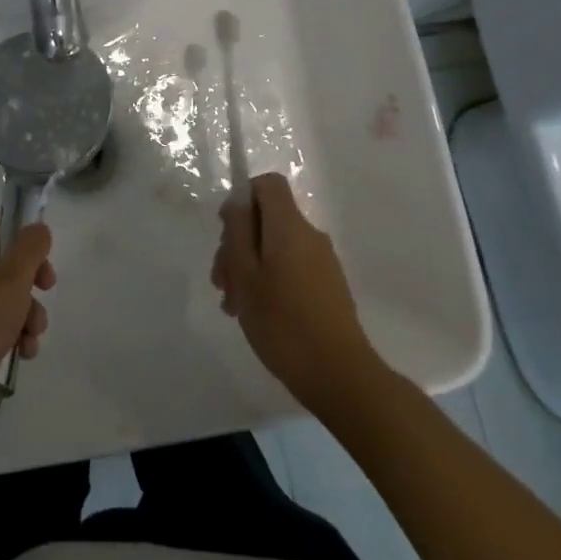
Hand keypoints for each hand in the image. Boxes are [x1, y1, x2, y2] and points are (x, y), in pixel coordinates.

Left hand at [0, 214, 55, 430]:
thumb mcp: (13, 276)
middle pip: (3, 261)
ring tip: (32, 334)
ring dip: (26, 313)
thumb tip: (37, 229)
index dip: (22, 236)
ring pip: (2, 295)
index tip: (42, 256)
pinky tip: (23, 351)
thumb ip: (31, 246)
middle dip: (30, 282)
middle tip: (46, 289)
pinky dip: (11, 333)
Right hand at [213, 173, 376, 409]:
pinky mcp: (327, 286)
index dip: (243, 198)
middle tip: (221, 282)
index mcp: (289, 226)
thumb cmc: (283, 322)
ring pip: (274, 247)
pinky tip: (254, 312)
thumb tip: (238, 201)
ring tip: (233, 305)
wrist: (339, 375)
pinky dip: (268, 280)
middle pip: (267, 218)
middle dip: (238, 242)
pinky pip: (290, 267)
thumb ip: (238, 231)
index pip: (268, 184)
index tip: (226, 232)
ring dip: (249, 267)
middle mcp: (310, 235)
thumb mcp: (246, 274)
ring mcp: (322, 261)